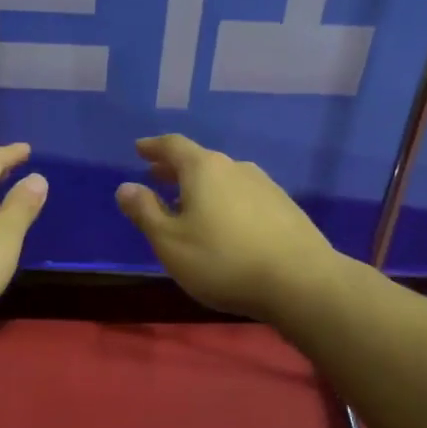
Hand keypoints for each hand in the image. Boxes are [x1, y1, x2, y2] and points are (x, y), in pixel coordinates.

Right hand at [115, 134, 337, 321]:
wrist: (301, 281)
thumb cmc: (223, 260)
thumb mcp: (171, 242)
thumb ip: (145, 212)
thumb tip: (125, 187)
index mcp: (204, 169)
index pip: (173, 146)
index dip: (153, 147)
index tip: (139, 148)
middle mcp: (236, 167)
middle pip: (200, 160)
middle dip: (175, 168)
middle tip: (156, 175)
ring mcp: (265, 186)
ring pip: (224, 178)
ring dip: (202, 186)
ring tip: (188, 203)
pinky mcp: (285, 208)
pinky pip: (243, 195)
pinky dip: (225, 201)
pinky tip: (225, 223)